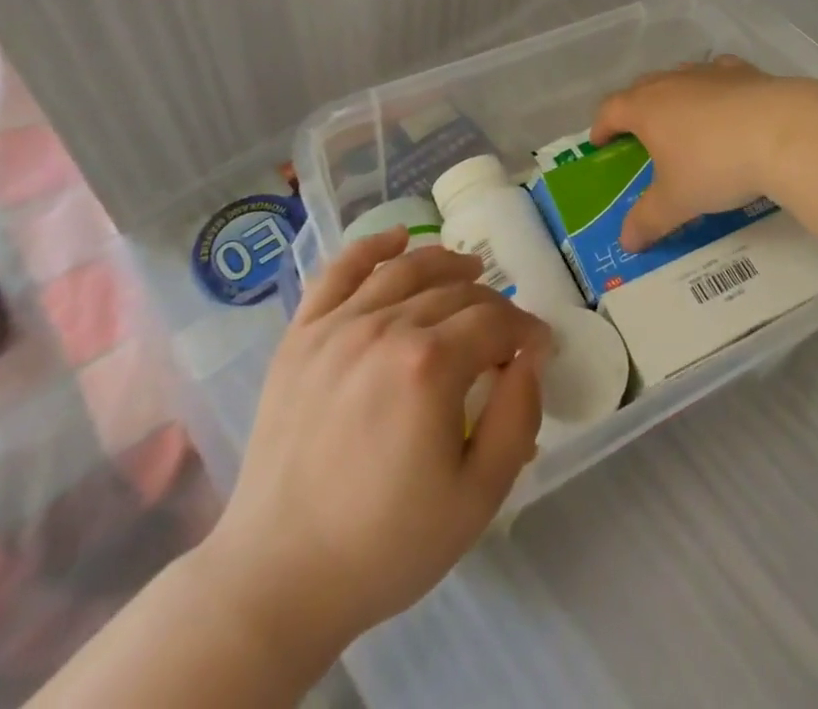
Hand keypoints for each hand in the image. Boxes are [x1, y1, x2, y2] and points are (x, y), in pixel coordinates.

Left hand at [197, 230, 550, 661]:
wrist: (278, 578)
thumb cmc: (386, 545)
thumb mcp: (477, 498)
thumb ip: (517, 416)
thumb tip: (532, 355)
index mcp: (430, 365)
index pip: (496, 322)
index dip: (527, 330)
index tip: (539, 347)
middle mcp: (385, 327)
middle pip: (456, 293)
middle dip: (494, 306)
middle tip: (506, 333)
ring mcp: (337, 326)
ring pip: (406, 271)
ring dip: (446, 263)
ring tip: (470, 270)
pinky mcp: (301, 335)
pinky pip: (339, 272)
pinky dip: (372, 247)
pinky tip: (397, 239)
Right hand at [591, 56, 807, 250]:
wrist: (782, 133)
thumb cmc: (715, 166)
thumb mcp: (677, 202)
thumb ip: (648, 220)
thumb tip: (627, 241)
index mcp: (645, 108)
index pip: (610, 110)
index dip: (601, 127)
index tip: (600, 143)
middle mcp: (672, 82)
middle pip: (641, 88)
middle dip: (634, 109)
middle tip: (638, 133)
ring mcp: (708, 73)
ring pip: (679, 76)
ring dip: (673, 95)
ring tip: (681, 119)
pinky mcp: (744, 72)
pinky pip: (718, 74)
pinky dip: (714, 87)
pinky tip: (725, 101)